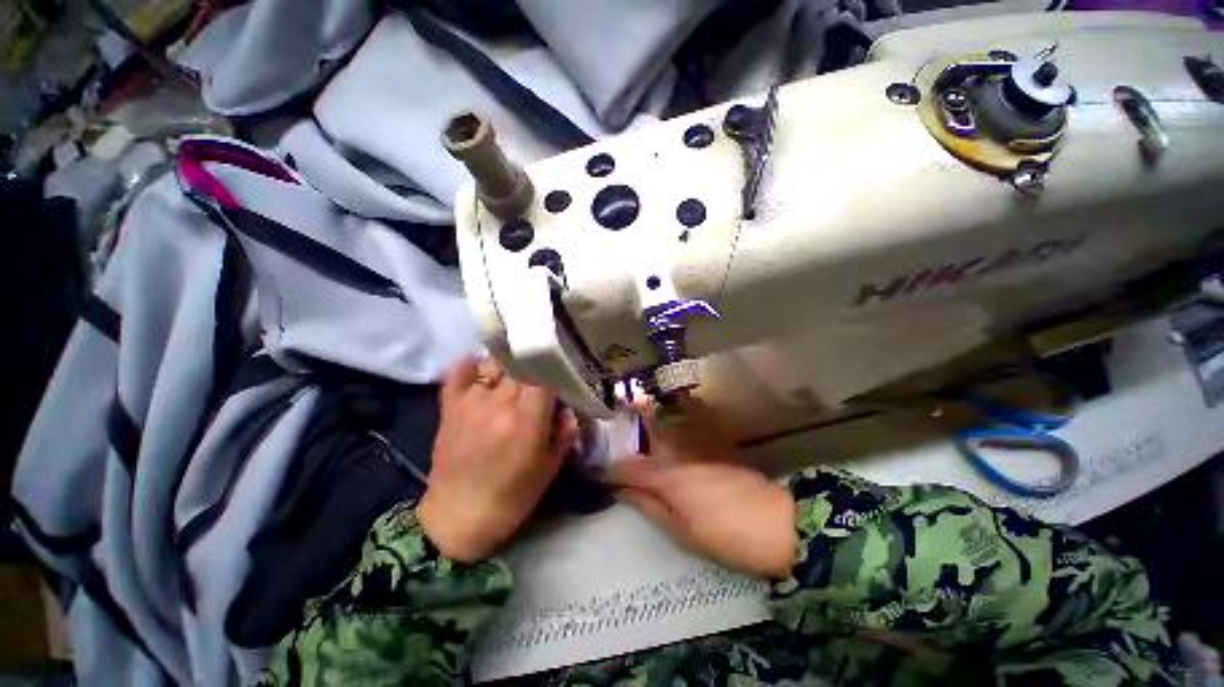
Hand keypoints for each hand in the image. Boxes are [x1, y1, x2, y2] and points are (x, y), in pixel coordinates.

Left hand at [419, 359, 578, 561]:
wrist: (459, 516)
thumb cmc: (512, 496)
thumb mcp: (550, 468)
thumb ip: (564, 433)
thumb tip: (568, 410)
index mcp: (527, 419)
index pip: (544, 374)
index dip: (554, 372)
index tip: (559, 381)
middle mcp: (499, 404)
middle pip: (521, 367)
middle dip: (534, 371)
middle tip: (538, 386)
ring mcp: (471, 402)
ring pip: (494, 366)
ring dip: (508, 370)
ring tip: (513, 383)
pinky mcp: (450, 406)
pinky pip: (460, 371)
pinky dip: (472, 366)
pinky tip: (482, 373)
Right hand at [608, 395, 796, 579]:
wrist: (777, 521)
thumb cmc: (725, 535)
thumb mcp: (681, 532)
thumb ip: (648, 506)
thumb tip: (621, 491)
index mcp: (665, 476)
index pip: (626, 466)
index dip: (611, 470)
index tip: (602, 473)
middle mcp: (677, 450)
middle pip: (644, 432)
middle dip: (627, 432)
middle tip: (614, 437)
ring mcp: (697, 440)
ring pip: (665, 421)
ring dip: (648, 419)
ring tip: (635, 421)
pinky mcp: (714, 438)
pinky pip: (690, 417)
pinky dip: (676, 413)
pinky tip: (672, 416)